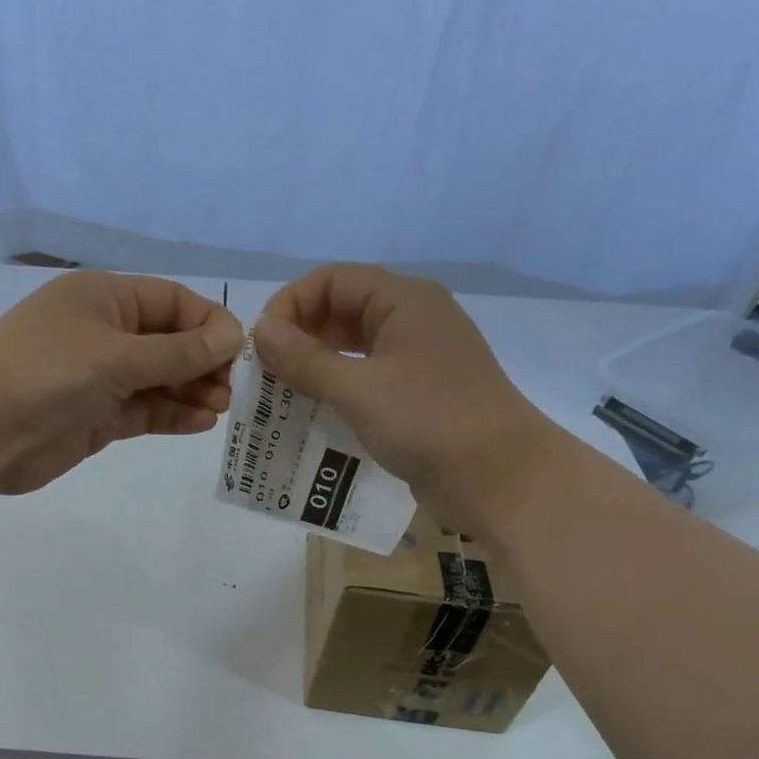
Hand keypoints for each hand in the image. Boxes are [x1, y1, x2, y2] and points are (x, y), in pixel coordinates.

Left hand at [0, 271, 243, 495]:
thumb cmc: (47, 373)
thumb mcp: (118, 355)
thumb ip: (178, 351)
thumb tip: (233, 337)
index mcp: (105, 299)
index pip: (172, 301)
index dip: (209, 323)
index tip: (239, 353)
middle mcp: (105, 333)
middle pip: (169, 341)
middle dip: (203, 362)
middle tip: (232, 389)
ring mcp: (99, 377)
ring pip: (159, 379)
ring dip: (191, 391)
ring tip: (220, 407)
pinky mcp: (95, 417)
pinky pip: (143, 410)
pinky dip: (171, 414)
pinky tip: (199, 422)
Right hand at [254, 263, 565, 527]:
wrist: (498, 478)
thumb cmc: (428, 421)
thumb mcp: (358, 388)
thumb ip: (305, 359)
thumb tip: (260, 330)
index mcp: (404, 301)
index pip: (332, 281)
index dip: (291, 305)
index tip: (260, 347)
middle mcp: (411, 322)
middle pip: (341, 312)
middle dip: (299, 339)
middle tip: (265, 377)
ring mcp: (417, 361)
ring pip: (353, 351)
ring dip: (314, 370)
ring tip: (280, 399)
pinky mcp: (418, 398)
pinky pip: (366, 383)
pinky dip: (337, 395)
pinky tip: (313, 419)